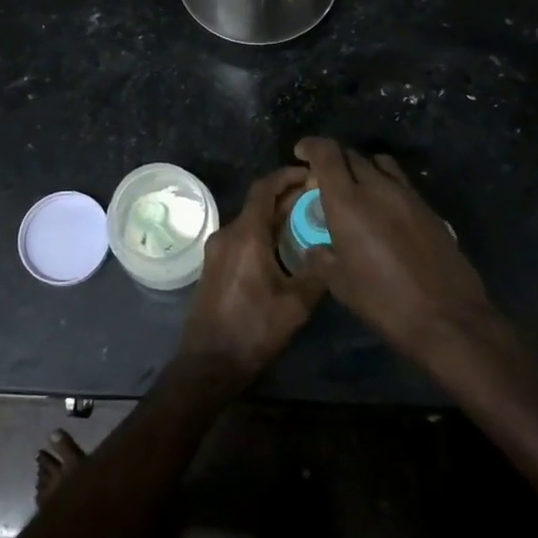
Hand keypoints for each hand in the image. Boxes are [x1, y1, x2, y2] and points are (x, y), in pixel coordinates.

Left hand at [178, 167, 327, 386]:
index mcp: (246, 235)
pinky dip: (263, 234)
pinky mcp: (214, 267)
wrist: (208, 363)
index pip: (265, 189)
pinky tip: (283, 249)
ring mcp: (217, 251)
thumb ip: (316, 271)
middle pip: (258, 204)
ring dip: (275, 217)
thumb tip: (329, 248)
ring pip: (250, 222)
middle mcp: (227, 234)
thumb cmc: (253, 330)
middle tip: (316, 199)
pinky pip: (242, 238)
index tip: (310, 174)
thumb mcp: (295, 304)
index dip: (287, 176)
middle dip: (286, 198)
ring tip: (305, 223)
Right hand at [293, 137, 492, 366]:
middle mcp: (377, 187)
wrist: (447, 317)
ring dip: (362, 168)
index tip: (301, 152)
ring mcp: (407, 195)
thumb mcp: (340, 285)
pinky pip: (400, 182)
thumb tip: (315, 249)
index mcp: (348, 202)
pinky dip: (385, 184)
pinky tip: (383, 210)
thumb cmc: (384, 301)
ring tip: (356, 189)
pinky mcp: (428, 207)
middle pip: (352, 155)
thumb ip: (322, 258)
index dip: (311, 146)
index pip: (327, 153)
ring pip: (379, 163)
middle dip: (333, 160)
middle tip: (324, 181)